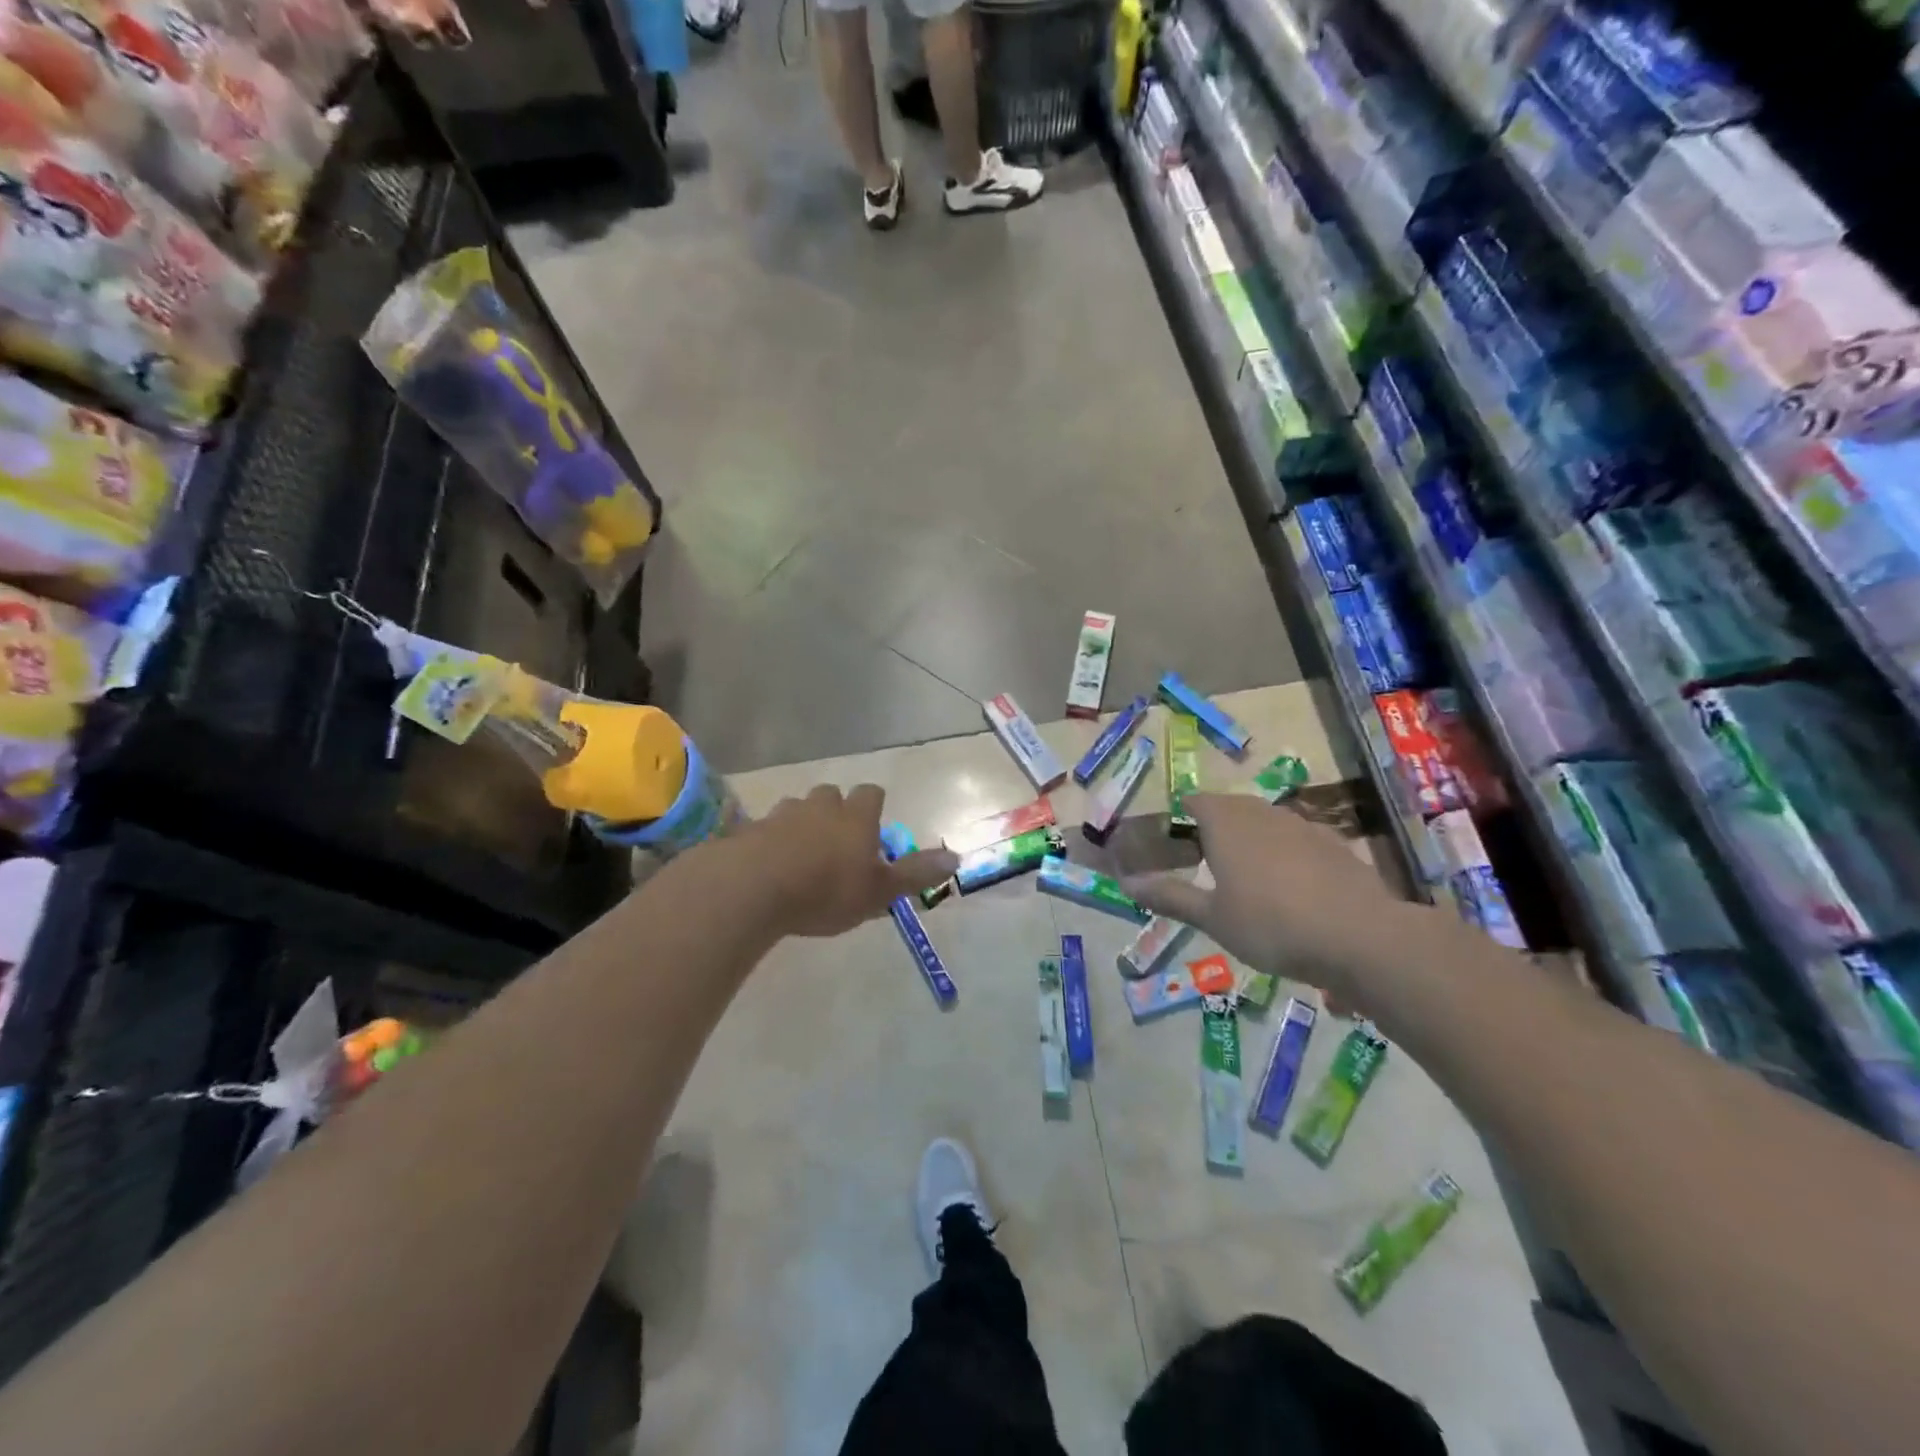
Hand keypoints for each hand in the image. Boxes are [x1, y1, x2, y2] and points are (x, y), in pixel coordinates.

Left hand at [745, 784, 956, 938]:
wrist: (753, 888)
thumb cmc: (826, 890)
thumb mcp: (879, 890)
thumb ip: (915, 874)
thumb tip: (957, 858)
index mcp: (856, 816)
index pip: (871, 793)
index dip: (874, 806)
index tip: (873, 826)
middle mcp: (821, 806)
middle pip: (831, 794)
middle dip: (835, 810)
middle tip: (837, 840)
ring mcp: (782, 814)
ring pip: (797, 808)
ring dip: (802, 823)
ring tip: (801, 853)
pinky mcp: (750, 830)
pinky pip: (765, 829)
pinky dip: (770, 840)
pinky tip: (769, 864)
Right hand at [1122, 794, 1423, 1008]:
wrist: (1362, 938)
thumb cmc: (1272, 925)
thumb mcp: (1212, 918)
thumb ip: (1169, 897)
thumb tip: (1127, 883)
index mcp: (1226, 822)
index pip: (1193, 802)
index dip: (1177, 819)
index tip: (1170, 846)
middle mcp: (1262, 813)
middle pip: (1228, 808)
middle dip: (1212, 829)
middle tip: (1201, 865)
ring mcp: (1303, 826)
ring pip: (1264, 822)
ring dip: (1248, 841)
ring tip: (1243, 879)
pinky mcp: (1334, 845)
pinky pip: (1296, 840)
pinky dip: (1283, 855)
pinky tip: (1289, 889)